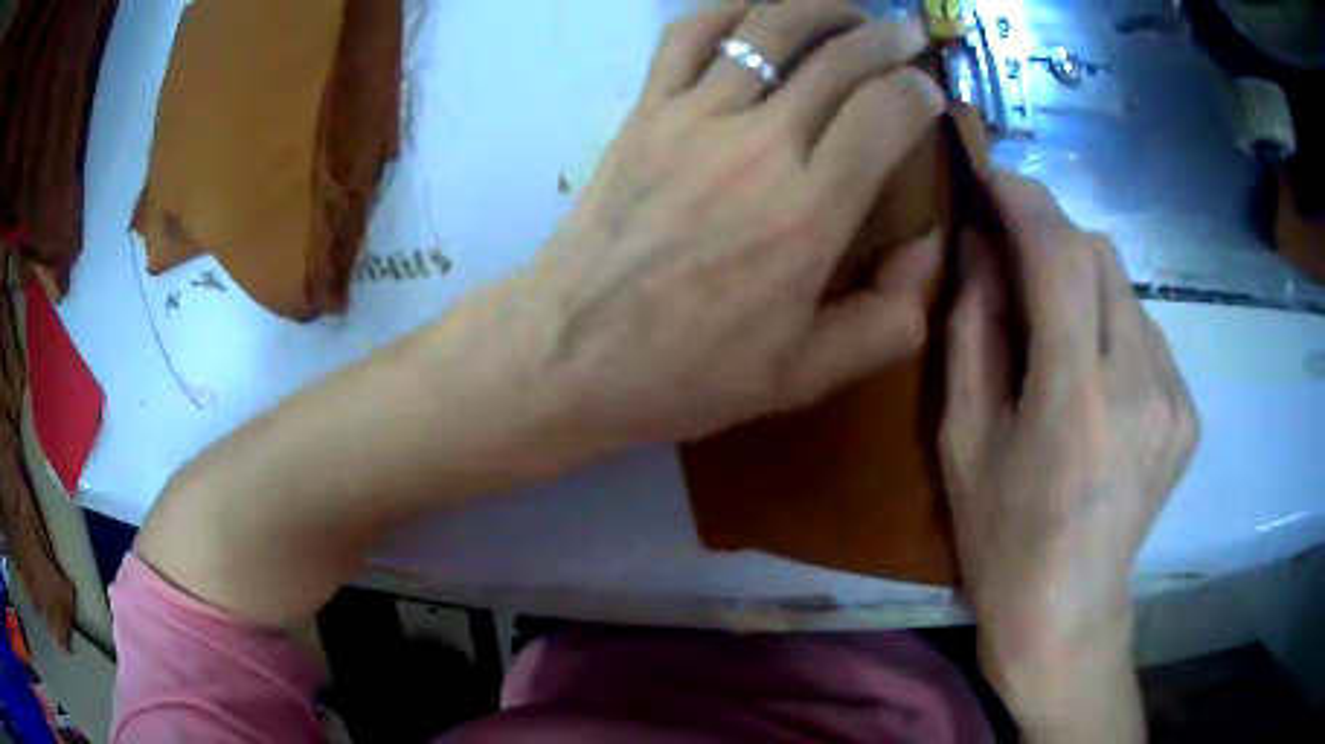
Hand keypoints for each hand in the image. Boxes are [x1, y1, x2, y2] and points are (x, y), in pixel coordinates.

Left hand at [522, 3, 946, 446]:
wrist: (569, 352)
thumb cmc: (687, 372)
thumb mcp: (805, 375)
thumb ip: (888, 319)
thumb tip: (931, 249)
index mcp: (809, 211)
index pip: (885, 113)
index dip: (918, 91)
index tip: (930, 93)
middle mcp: (758, 145)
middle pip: (837, 57)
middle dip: (886, 37)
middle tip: (907, 34)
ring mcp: (693, 118)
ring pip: (768, 29)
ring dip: (819, 8)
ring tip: (848, 10)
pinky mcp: (644, 112)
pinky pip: (688, 36)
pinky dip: (727, 8)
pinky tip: (754, 9)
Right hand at [940, 175, 1197, 735]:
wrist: (1067, 611)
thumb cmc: (1002, 537)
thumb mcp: (963, 438)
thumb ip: (973, 331)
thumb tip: (980, 248)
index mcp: (1075, 399)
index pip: (1061, 256)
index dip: (1026, 201)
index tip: (994, 178)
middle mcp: (1140, 386)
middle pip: (1102, 256)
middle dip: (1054, 239)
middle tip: (1017, 263)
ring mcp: (1175, 399)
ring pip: (1128, 290)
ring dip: (1086, 285)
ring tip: (1059, 334)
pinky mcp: (1188, 413)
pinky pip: (1149, 333)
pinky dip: (1115, 327)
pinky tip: (1097, 376)